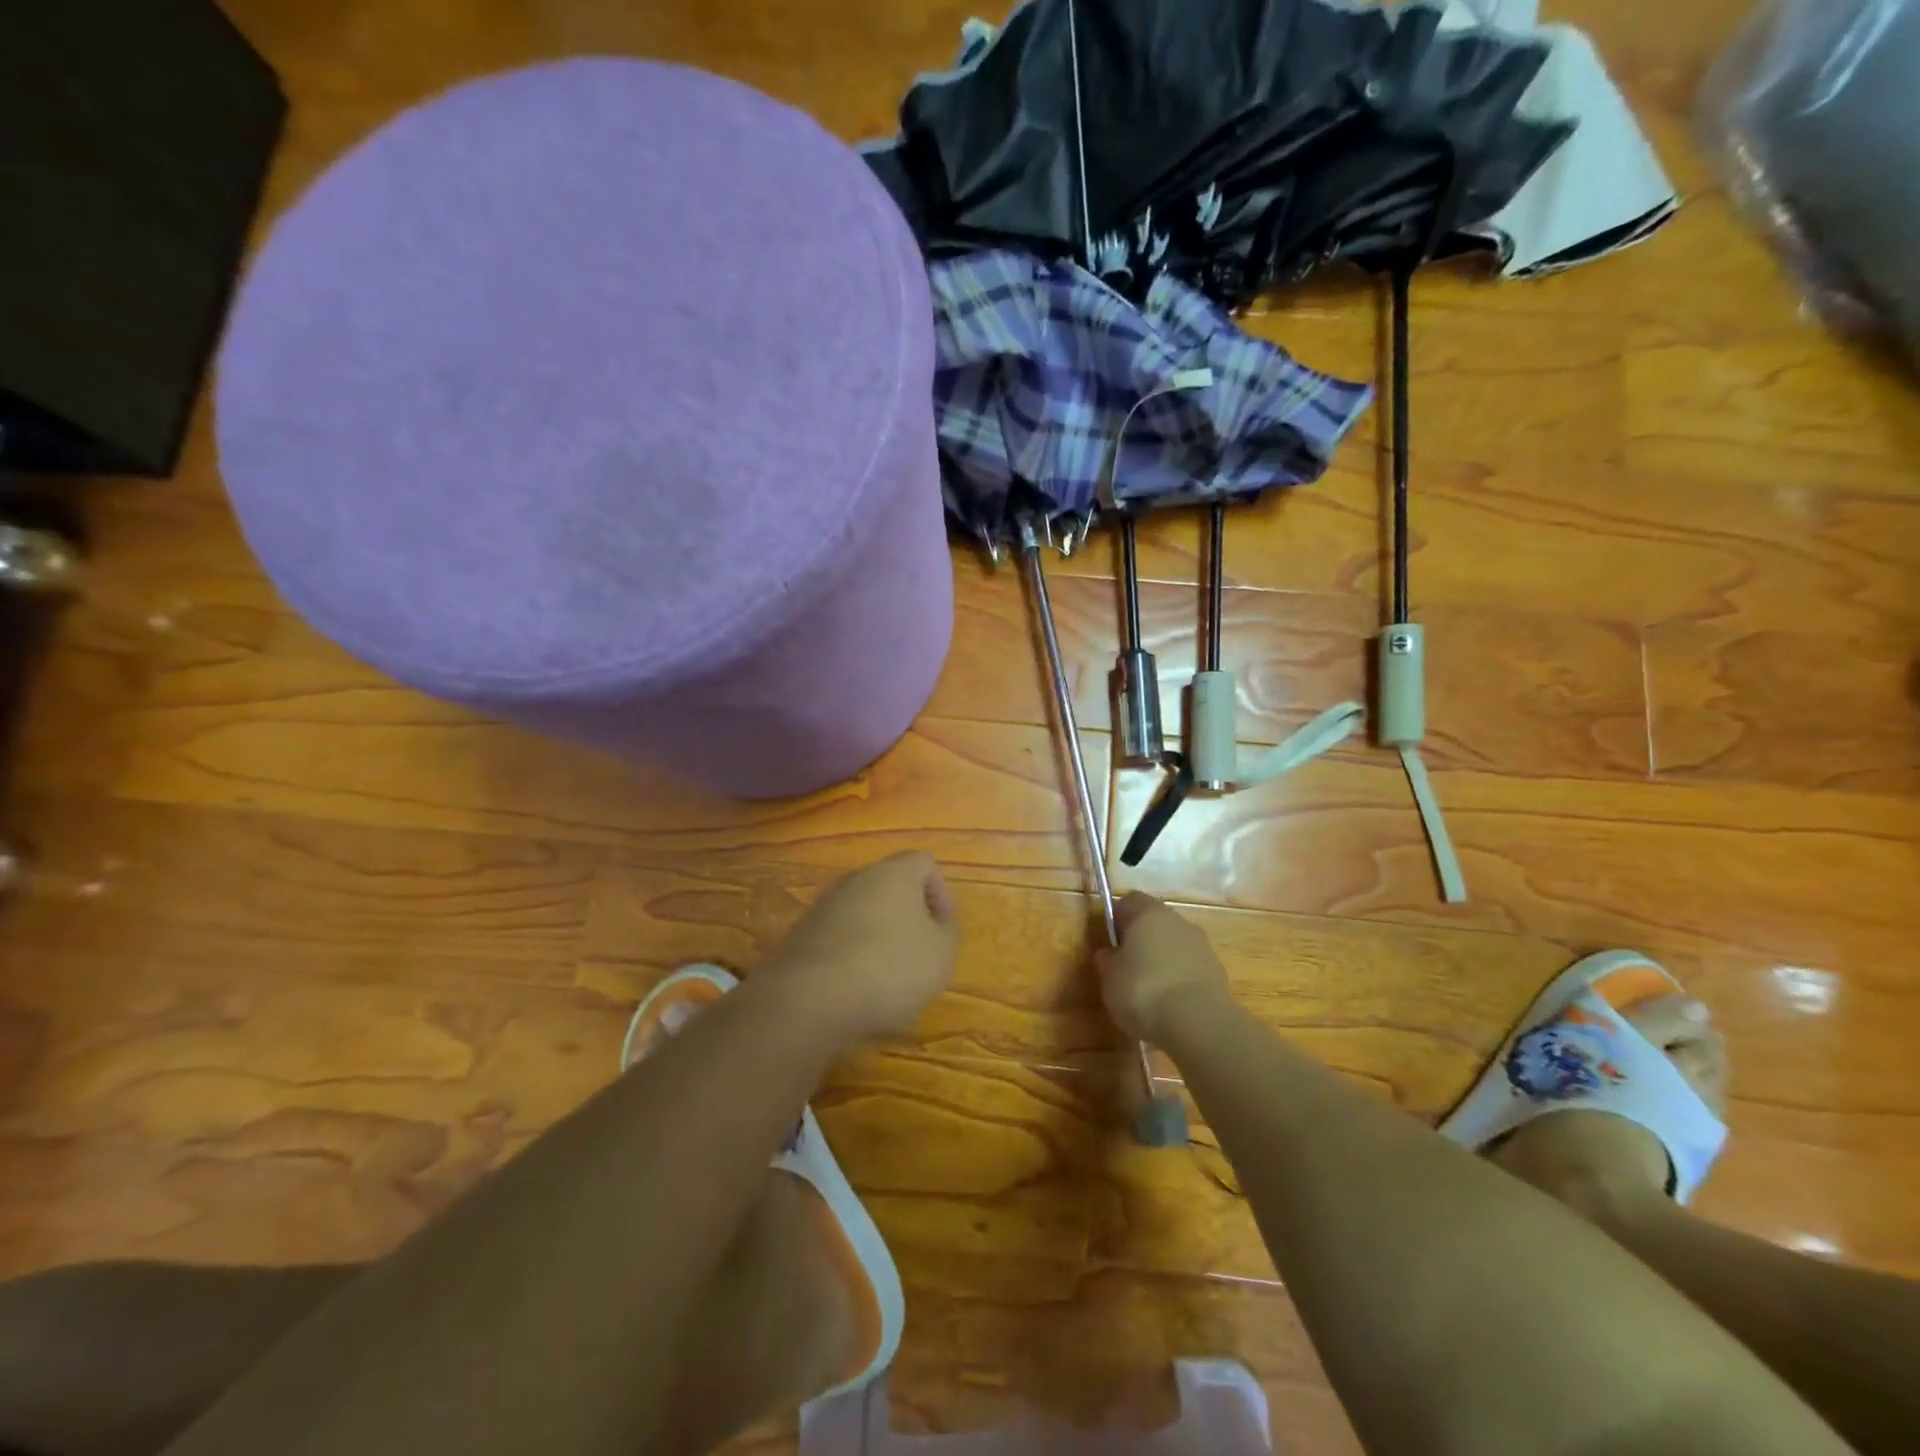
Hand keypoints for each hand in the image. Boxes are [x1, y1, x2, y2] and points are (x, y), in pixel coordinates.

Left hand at [764, 852, 960, 1044]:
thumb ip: (948, 930)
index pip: (924, 863)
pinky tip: (856, 987)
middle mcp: (857, 878)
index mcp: (894, 873)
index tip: (944, 928)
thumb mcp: (941, 953)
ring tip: (888, 977)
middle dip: (908, 915)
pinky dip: (852, 954)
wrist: (810, 998)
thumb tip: (940, 920)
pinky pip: (839, 936)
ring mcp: (824, 905)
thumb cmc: (890, 968)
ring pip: (863, 912)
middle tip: (920, 952)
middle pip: (890, 886)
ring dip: (879, 936)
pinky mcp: (802, 935)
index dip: (941, 893)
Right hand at [1097, 892, 1232, 1044]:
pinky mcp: (1217, 971)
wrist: (1199, 1023)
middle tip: (1126, 968)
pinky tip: (1171, 1004)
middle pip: (1154, 921)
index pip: (1128, 901)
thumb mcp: (1109, 977)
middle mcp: (1177, 920)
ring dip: (1162, 960)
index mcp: (1148, 913)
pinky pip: (1190, 967)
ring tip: (1149, 992)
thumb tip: (1109, 953)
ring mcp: (1202, 945)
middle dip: (1141, 940)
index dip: (1116, 919)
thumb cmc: (1143, 991)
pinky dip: (1180, 979)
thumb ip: (1107, 960)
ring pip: (1174, 944)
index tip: (1110, 943)